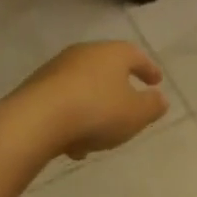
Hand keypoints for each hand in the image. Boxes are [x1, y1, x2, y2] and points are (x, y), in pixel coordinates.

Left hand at [7, 41, 168, 159]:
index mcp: (113, 53)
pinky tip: (72, 144)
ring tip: (98, 136)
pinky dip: (73, 116)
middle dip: (118, 88)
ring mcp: (58, 68)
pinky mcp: (37, 86)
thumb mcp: (135, 114)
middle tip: (128, 105)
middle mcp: (86, 53)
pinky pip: (64, 100)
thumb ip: (152, 106)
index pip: (136, 56)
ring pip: (84, 86)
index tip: (156, 82)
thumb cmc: (96, 111)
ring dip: (94, 107)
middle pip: (108, 68)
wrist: (36, 119)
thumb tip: (160, 98)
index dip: (148, 69)